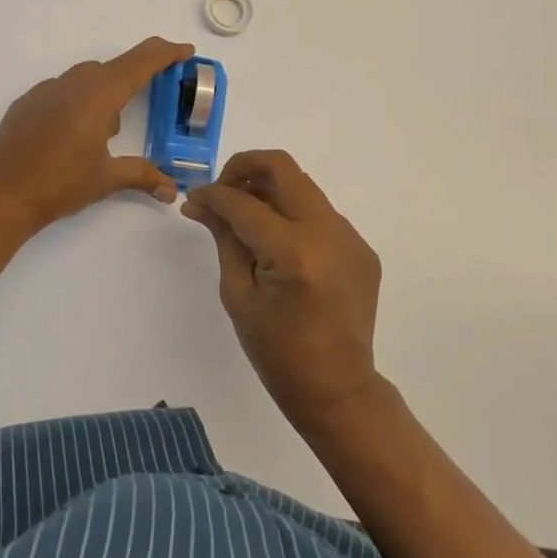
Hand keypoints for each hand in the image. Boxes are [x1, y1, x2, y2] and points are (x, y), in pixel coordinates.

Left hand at [0, 37, 192, 234]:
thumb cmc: (58, 184)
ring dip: (104, 92)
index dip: (166, 53)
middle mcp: (74, 84)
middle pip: (114, 68)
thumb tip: (172, 190)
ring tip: (107, 129)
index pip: (140, 62)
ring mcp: (46, 90)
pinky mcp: (28, 102)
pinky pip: (62, 89)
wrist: (0, 193)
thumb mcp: (105, 179)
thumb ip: (142, 176)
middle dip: (134, 79)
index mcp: (99, 96)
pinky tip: (73, 133)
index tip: (185, 50)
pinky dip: (78, 100)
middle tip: (149, 100)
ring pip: (86, 77)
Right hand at [183, 150, 384, 432]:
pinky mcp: (361, 247)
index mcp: (293, 252)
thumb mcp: (238, 294)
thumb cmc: (277, 352)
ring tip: (248, 219)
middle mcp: (327, 233)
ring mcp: (350, 237)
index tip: (195, 199)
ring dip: (270, 190)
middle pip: (281, 167)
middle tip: (223, 192)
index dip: (212, 194)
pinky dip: (293, 216)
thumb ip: (224, 237)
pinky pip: (320, 213)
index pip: (243, 202)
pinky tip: (280, 246)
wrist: (338, 390)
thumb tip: (200, 202)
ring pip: (302, 187)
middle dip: (244, 168)